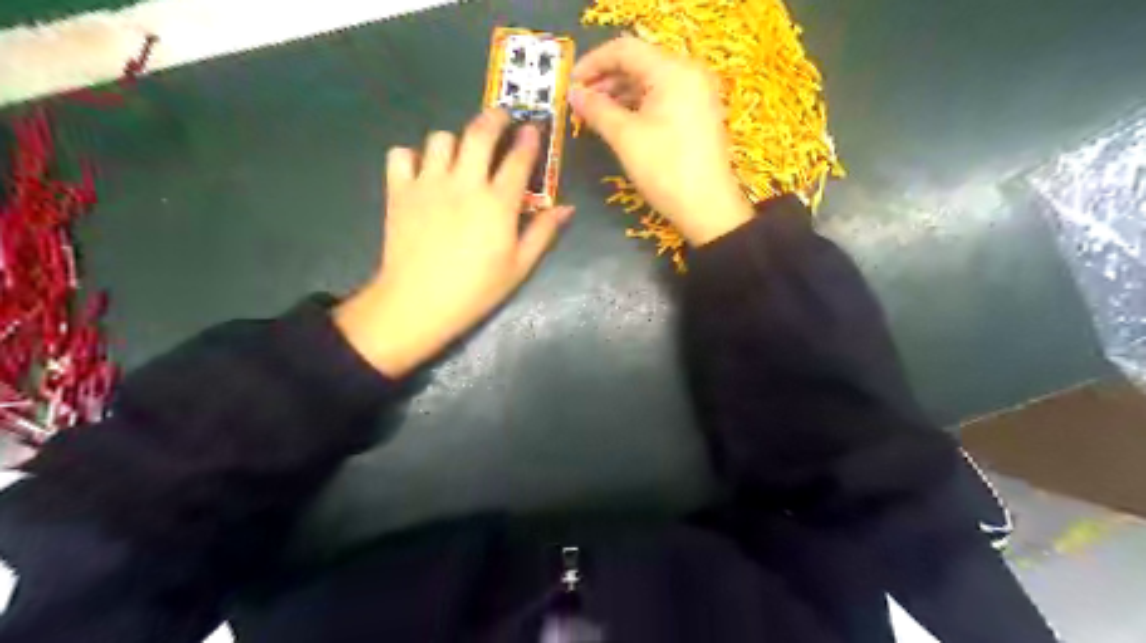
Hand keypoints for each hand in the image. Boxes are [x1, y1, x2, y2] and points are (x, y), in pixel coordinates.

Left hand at [338, 107, 576, 376]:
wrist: (418, 303)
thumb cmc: (476, 289)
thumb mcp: (519, 266)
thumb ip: (543, 232)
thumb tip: (567, 208)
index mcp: (498, 203)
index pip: (518, 158)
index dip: (529, 139)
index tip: (533, 129)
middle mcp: (464, 183)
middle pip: (480, 133)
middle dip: (495, 117)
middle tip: (501, 119)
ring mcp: (428, 183)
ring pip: (441, 138)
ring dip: (455, 141)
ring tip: (460, 155)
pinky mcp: (399, 191)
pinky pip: (401, 155)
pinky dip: (412, 157)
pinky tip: (422, 172)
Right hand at [571, 34, 753, 245]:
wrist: (707, 208)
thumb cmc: (665, 170)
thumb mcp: (626, 138)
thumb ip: (597, 110)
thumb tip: (574, 95)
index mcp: (673, 71)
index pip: (625, 50)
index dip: (593, 63)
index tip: (570, 83)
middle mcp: (688, 74)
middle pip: (639, 63)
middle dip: (605, 79)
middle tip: (579, 101)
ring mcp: (696, 94)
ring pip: (649, 82)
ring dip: (619, 93)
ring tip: (594, 113)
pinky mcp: (697, 114)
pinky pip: (661, 98)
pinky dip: (637, 105)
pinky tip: (618, 121)